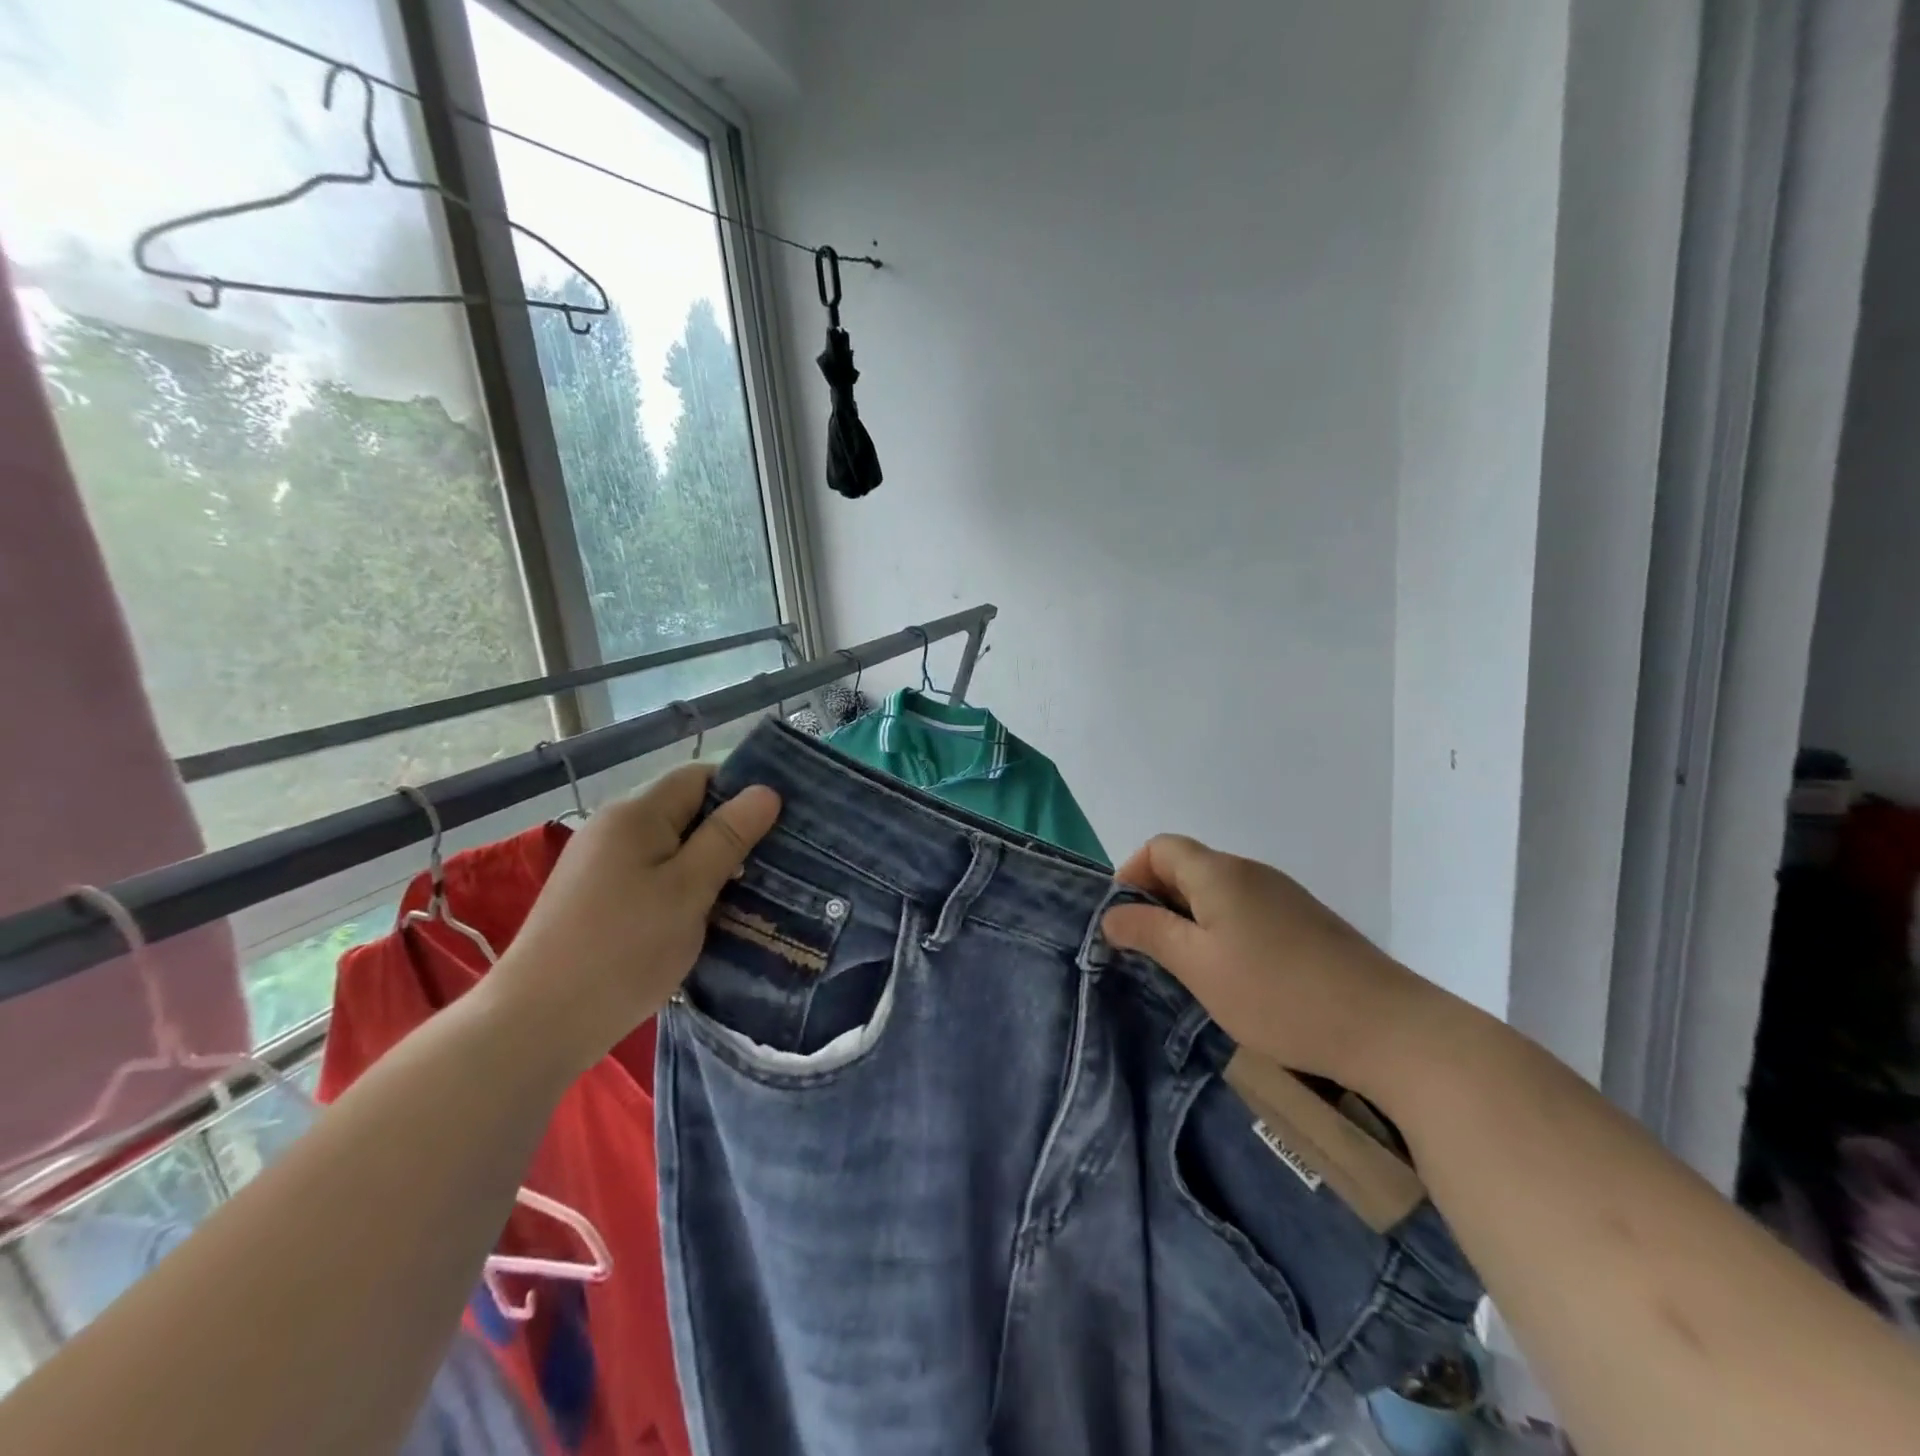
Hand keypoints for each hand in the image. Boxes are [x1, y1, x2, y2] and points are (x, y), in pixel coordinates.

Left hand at [486, 764, 780, 1076]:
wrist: (536, 1026)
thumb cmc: (623, 950)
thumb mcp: (689, 890)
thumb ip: (728, 836)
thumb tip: (766, 791)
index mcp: (636, 814)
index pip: (700, 776)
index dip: (742, 791)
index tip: (781, 823)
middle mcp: (614, 827)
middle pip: (686, 811)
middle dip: (730, 832)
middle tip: (776, 863)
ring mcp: (600, 864)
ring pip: (672, 848)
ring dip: (709, 865)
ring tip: (751, 892)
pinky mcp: (596, 898)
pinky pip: (653, 876)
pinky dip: (683, 888)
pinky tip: (707, 916)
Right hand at [1101, 835, 1439, 1094]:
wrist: (1388, 1028)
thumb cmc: (1277, 994)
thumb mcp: (1198, 966)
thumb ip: (1149, 933)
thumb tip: (1112, 914)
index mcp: (1219, 873)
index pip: (1160, 847)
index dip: (1131, 875)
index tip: (1125, 922)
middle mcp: (1250, 872)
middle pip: (1188, 867)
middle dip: (1158, 901)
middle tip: (1150, 952)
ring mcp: (1283, 896)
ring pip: (1217, 893)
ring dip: (1190, 920)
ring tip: (1187, 969)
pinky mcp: (1306, 923)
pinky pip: (1246, 912)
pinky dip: (1223, 932)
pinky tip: (1234, 976)